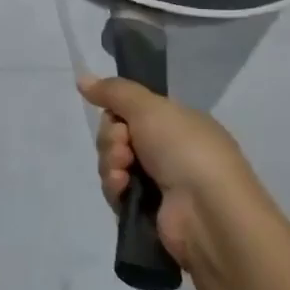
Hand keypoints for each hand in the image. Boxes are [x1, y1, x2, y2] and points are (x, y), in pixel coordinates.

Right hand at [79, 75, 253, 271]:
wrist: (207, 211)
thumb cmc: (185, 150)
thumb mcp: (150, 107)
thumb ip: (114, 91)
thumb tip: (82, 78)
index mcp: (178, 123)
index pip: (132, 111)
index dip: (117, 114)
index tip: (119, 119)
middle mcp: (169, 150)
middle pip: (117, 136)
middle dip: (111, 140)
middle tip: (124, 147)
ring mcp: (159, 182)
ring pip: (113, 163)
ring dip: (111, 164)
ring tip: (124, 174)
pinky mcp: (147, 211)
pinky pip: (116, 191)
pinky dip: (115, 187)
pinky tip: (123, 189)